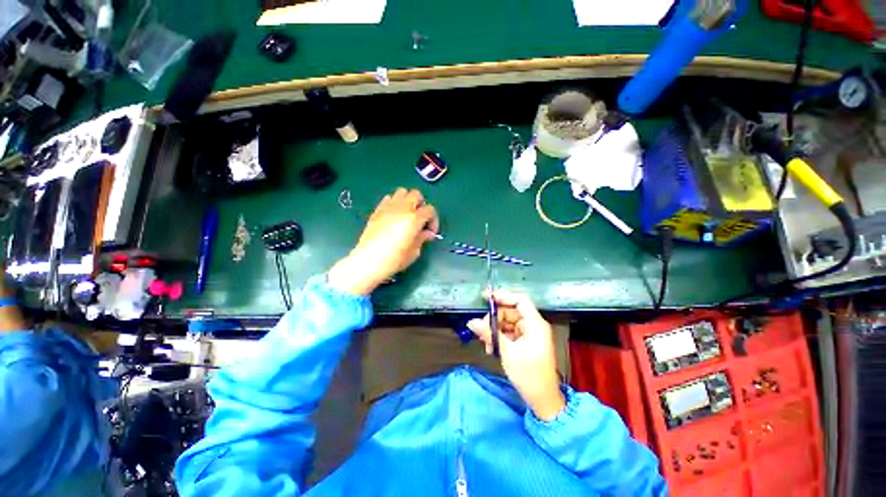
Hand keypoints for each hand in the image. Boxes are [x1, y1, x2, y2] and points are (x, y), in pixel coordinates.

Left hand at [328, 188, 438, 295]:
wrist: (368, 261)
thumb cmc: (394, 259)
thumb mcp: (414, 252)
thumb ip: (422, 238)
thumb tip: (427, 233)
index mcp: (414, 219)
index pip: (430, 210)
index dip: (433, 220)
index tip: (430, 232)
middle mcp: (402, 209)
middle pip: (416, 195)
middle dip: (421, 205)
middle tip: (420, 219)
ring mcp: (388, 207)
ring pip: (402, 192)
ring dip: (408, 201)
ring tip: (407, 215)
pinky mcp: (377, 210)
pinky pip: (388, 198)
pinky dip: (394, 203)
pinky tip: (394, 216)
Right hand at [468, 291, 564, 420]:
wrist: (542, 400)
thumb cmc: (529, 375)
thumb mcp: (507, 352)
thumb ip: (489, 333)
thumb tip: (471, 322)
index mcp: (535, 324)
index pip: (520, 300)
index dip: (503, 296)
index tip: (486, 298)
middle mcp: (533, 325)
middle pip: (510, 311)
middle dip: (494, 319)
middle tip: (481, 329)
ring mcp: (529, 334)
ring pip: (507, 323)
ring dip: (494, 331)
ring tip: (486, 344)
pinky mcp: (525, 342)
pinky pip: (509, 333)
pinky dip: (499, 338)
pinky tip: (491, 348)